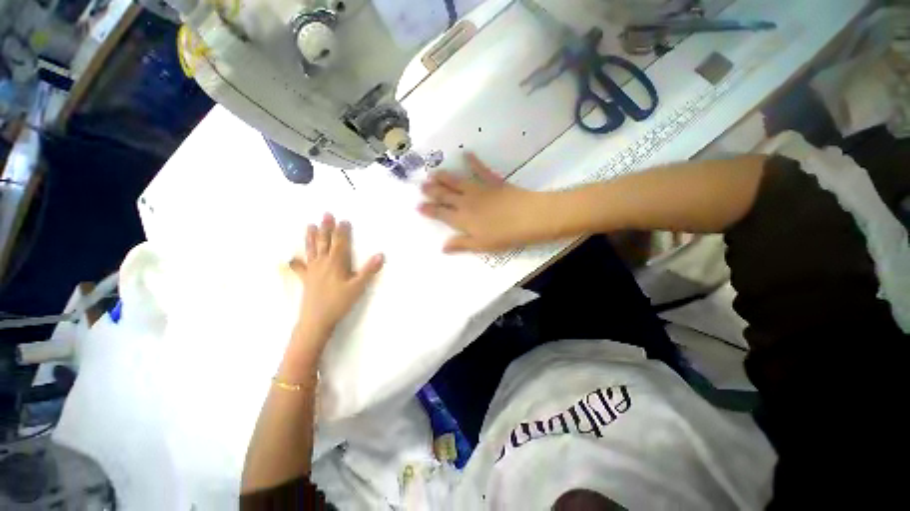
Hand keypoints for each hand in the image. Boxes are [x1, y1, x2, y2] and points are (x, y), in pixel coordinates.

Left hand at [290, 214, 384, 344]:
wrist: (316, 320)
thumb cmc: (339, 303)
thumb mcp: (357, 287)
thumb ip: (368, 271)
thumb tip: (380, 255)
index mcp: (336, 263)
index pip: (340, 243)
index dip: (342, 231)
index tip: (344, 220)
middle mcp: (323, 262)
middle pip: (325, 241)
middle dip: (326, 227)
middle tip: (326, 214)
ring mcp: (312, 270)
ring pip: (312, 249)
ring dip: (311, 237)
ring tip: (309, 225)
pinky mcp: (306, 279)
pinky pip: (300, 267)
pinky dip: (296, 262)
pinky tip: (291, 259)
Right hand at [419, 153, 553, 252]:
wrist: (529, 217)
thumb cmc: (504, 235)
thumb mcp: (481, 245)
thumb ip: (461, 244)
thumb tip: (442, 247)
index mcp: (463, 219)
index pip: (441, 214)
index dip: (429, 210)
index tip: (418, 205)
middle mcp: (466, 202)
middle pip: (445, 195)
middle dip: (432, 191)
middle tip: (421, 185)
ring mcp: (479, 190)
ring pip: (457, 181)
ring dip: (444, 177)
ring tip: (433, 172)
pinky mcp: (493, 182)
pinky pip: (481, 170)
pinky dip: (474, 161)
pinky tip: (467, 153)